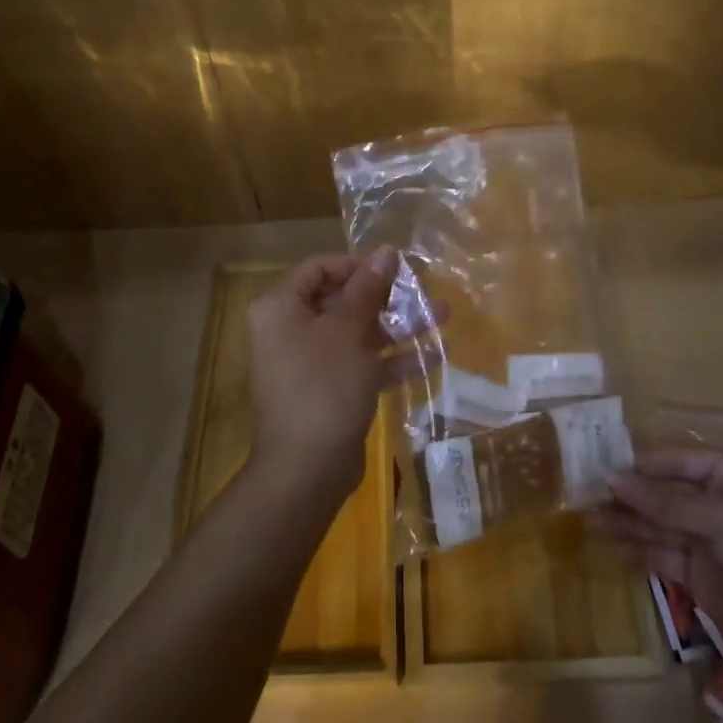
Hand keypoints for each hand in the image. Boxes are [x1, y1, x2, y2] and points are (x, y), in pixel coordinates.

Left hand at [244, 247, 417, 506]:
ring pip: (356, 332)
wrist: (306, 471)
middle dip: (386, 297)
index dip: (358, 264)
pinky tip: (431, 355)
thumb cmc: (323, 387)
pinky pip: (360, 363)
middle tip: (423, 291)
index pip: (320, 268)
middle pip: (341, 299)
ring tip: (442, 316)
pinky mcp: (328, 391)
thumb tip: (386, 251)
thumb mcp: (349, 331)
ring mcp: (309, 363)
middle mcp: (289, 330)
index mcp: (280, 308)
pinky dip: (390, 359)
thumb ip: (368, 289)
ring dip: (396, 326)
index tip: (395, 268)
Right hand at [593, 447, 722, 692]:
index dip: (637, 460)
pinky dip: (635, 549)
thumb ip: (666, 502)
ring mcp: (707, 538)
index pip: (673, 458)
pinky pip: (661, 554)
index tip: (596, 461)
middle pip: (661, 490)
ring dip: (624, 520)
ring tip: (585, 519)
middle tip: (581, 490)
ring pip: (656, 522)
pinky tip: (609, 546)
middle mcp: (715, 500)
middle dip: (625, 491)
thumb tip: (612, 479)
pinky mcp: (700, 574)